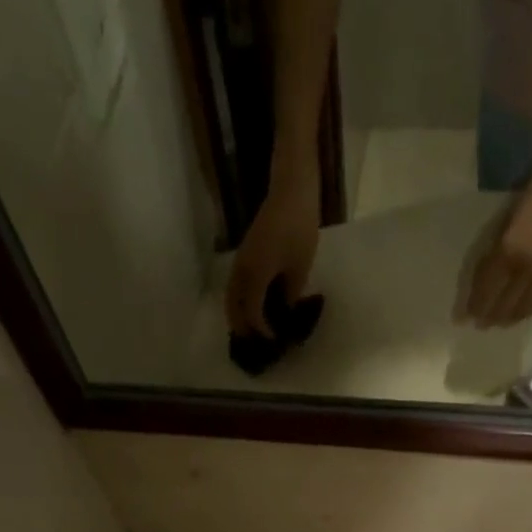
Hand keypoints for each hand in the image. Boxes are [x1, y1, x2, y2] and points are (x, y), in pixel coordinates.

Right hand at [226, 161, 320, 336]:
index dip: (261, 330)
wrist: (290, 189)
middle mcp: (242, 271)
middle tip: (254, 342)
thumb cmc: (299, 227)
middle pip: (232, 307)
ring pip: (230, 295)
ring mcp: (240, 260)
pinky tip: (252, 305)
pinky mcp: (244, 253)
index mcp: (256, 276)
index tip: (273, 339)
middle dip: (241, 327)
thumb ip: (291, 295)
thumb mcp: (300, 267)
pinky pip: (235, 284)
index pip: (252, 313)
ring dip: (236, 314)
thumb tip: (285, 311)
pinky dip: (239, 299)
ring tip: (249, 328)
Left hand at [459, 158, 531, 327]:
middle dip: (491, 318)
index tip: (467, 317)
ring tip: (503, 322)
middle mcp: (528, 268)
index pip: (487, 290)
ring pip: (526, 307)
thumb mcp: (507, 222)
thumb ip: (496, 251)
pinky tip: (527, 309)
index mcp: (509, 252)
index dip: (477, 306)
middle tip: (483, 324)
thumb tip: (485, 280)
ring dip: (512, 318)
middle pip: (505, 305)